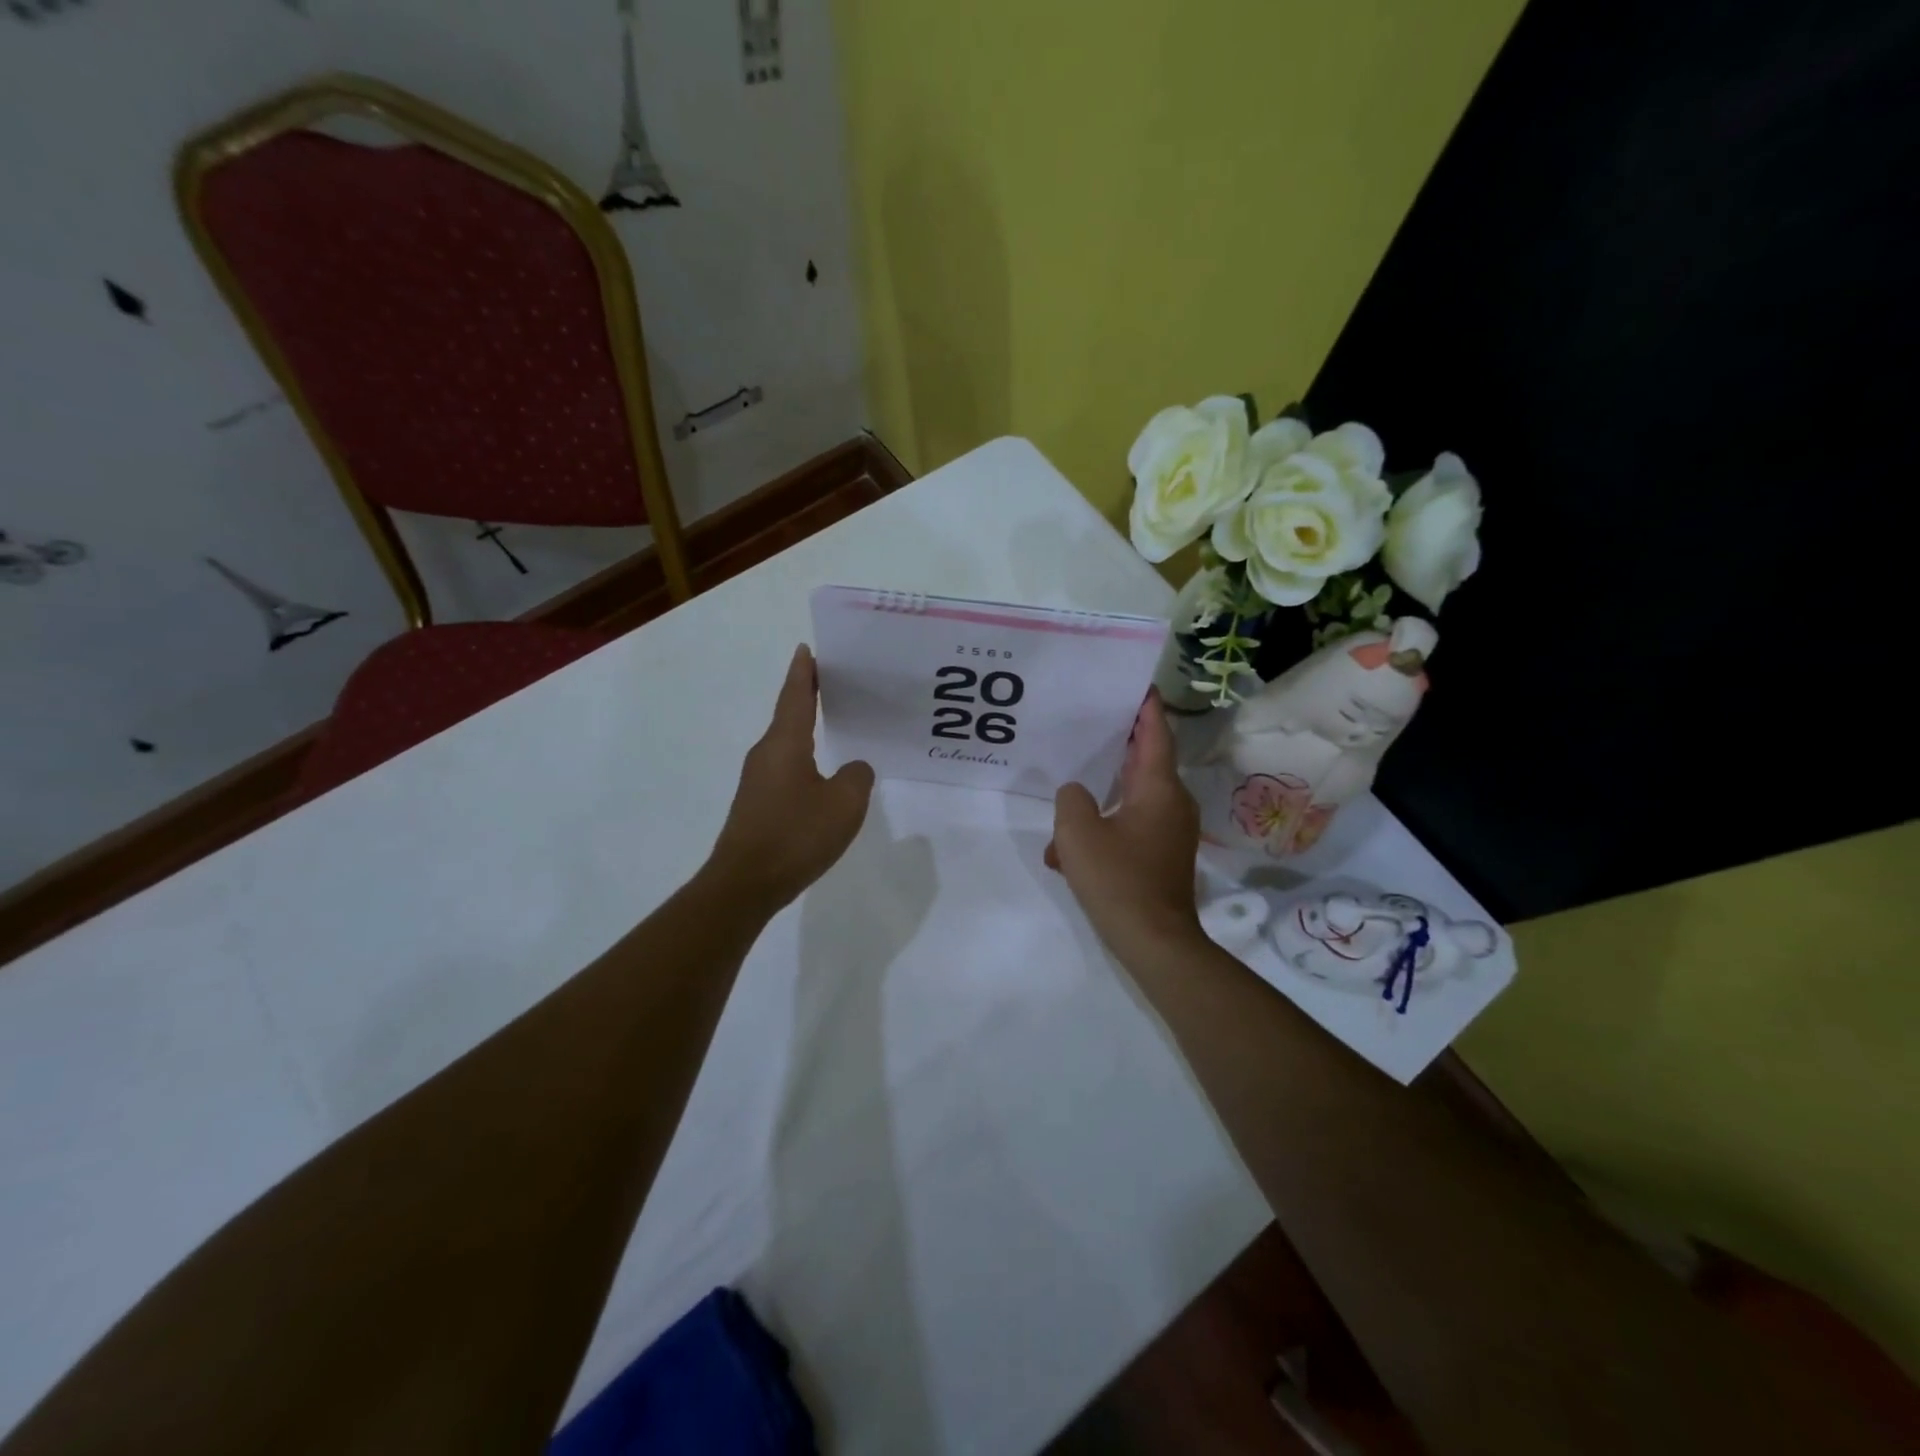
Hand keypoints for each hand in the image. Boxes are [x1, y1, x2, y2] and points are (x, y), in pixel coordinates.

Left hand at [707, 645, 874, 912]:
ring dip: (807, 730)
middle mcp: (766, 754)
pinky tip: (822, 775)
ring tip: (834, 724)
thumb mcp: (844, 803)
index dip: (804, 672)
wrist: (745, 884)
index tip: (807, 649)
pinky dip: (804, 760)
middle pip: (789, 716)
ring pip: (787, 745)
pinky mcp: (757, 805)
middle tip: (835, 683)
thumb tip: (854, 769)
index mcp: (785, 743)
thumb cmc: (796, 835)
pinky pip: (786, 770)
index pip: (795, 696)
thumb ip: (857, 777)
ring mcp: (758, 781)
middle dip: (808, 697)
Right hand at [1046, 690, 1205, 959]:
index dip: (1146, 706)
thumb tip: (1077, 794)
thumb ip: (1071, 799)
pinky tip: (1069, 852)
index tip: (1136, 683)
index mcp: (1158, 788)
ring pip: (1132, 798)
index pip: (1156, 733)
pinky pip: (1130, 827)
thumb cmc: (1118, 879)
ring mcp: (1169, 831)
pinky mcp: (1162, 855)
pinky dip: (1104, 830)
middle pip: (1145, 761)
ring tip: (1067, 795)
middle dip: (1118, 744)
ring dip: (1101, 797)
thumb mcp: (1078, 832)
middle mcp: (1171, 803)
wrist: (1154, 942)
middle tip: (1090, 723)